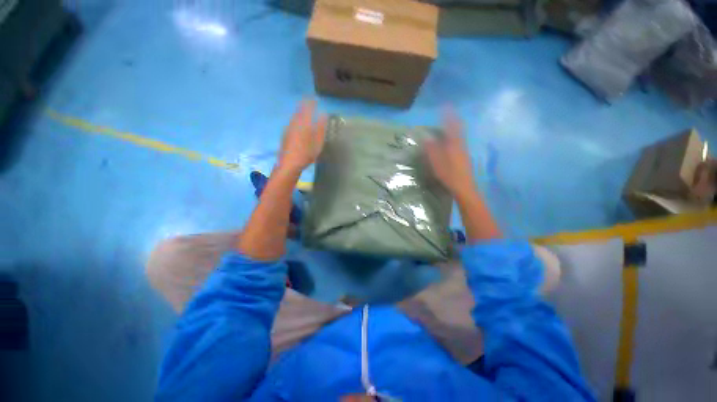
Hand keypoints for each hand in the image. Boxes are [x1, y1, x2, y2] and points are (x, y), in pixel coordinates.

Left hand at [277, 100, 326, 172]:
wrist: (289, 164)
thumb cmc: (306, 154)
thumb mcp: (318, 143)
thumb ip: (321, 129)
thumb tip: (324, 115)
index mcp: (304, 124)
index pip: (307, 109)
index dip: (311, 103)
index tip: (314, 98)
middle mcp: (294, 123)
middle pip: (299, 111)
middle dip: (304, 105)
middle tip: (308, 100)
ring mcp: (288, 128)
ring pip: (294, 116)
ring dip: (299, 111)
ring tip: (304, 109)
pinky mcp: (285, 134)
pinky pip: (292, 121)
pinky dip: (296, 118)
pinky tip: (297, 122)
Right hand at [424, 109, 476, 199]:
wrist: (464, 187)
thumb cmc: (449, 175)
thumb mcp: (437, 164)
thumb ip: (432, 150)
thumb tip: (427, 138)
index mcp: (454, 145)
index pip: (451, 127)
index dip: (448, 116)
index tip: (446, 106)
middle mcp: (461, 145)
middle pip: (458, 129)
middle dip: (453, 119)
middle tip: (449, 111)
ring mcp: (464, 151)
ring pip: (460, 135)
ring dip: (455, 127)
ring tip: (450, 122)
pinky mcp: (465, 157)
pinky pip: (460, 141)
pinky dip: (456, 136)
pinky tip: (452, 139)